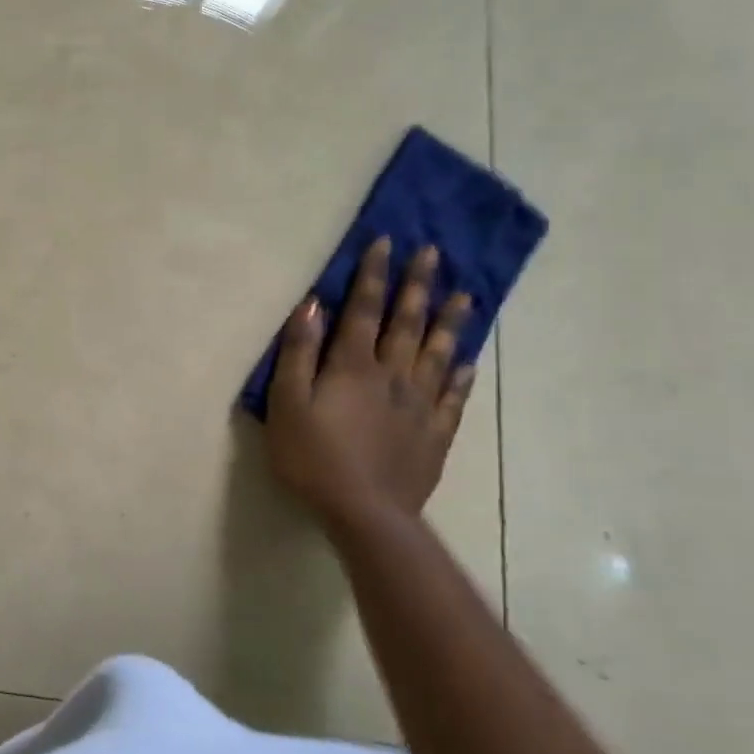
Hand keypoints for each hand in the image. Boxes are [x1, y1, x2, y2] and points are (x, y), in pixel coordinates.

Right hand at [264, 238, 475, 523]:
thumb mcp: (286, 402)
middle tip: (433, 253)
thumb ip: (298, 352)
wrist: (363, 512)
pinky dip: (460, 376)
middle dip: (417, 286)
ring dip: (449, 322)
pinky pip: (453, 398)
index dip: (373, 274)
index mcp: (353, 366)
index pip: (364, 309)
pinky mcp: (434, 434)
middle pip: (407, 323)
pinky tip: (467, 362)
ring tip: (465, 296)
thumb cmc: (312, 456)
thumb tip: (312, 305)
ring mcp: (419, 405)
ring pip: (437, 353)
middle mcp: (393, 376)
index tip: (386, 242)